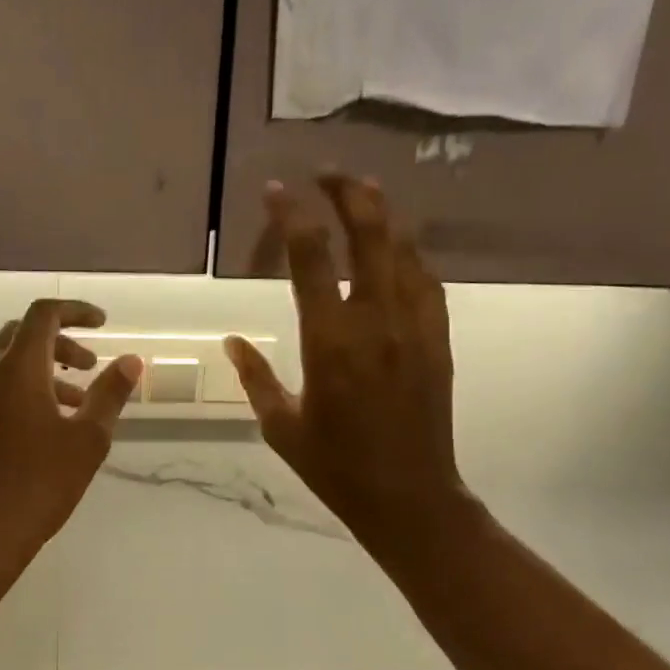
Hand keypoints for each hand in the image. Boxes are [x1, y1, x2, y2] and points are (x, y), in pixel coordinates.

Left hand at [0, 299, 142, 570]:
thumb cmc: (38, 485)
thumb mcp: (87, 440)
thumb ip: (109, 394)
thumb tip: (131, 360)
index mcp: (16, 369)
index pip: (43, 315)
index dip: (75, 311)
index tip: (102, 324)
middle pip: (19, 337)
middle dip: (58, 344)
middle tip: (88, 366)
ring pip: (3, 371)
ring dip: (39, 376)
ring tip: (71, 408)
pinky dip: (15, 399)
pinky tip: (33, 436)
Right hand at [225, 173, 473, 591]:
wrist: (409, 496)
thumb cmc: (336, 466)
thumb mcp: (281, 426)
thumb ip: (255, 377)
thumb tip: (232, 341)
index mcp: (330, 340)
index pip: (310, 257)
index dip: (292, 215)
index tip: (277, 190)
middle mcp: (375, 321)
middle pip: (369, 234)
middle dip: (348, 193)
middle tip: (327, 173)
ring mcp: (414, 327)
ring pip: (404, 250)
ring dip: (383, 214)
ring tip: (364, 191)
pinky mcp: (437, 339)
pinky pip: (427, 281)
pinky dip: (410, 253)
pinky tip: (399, 246)